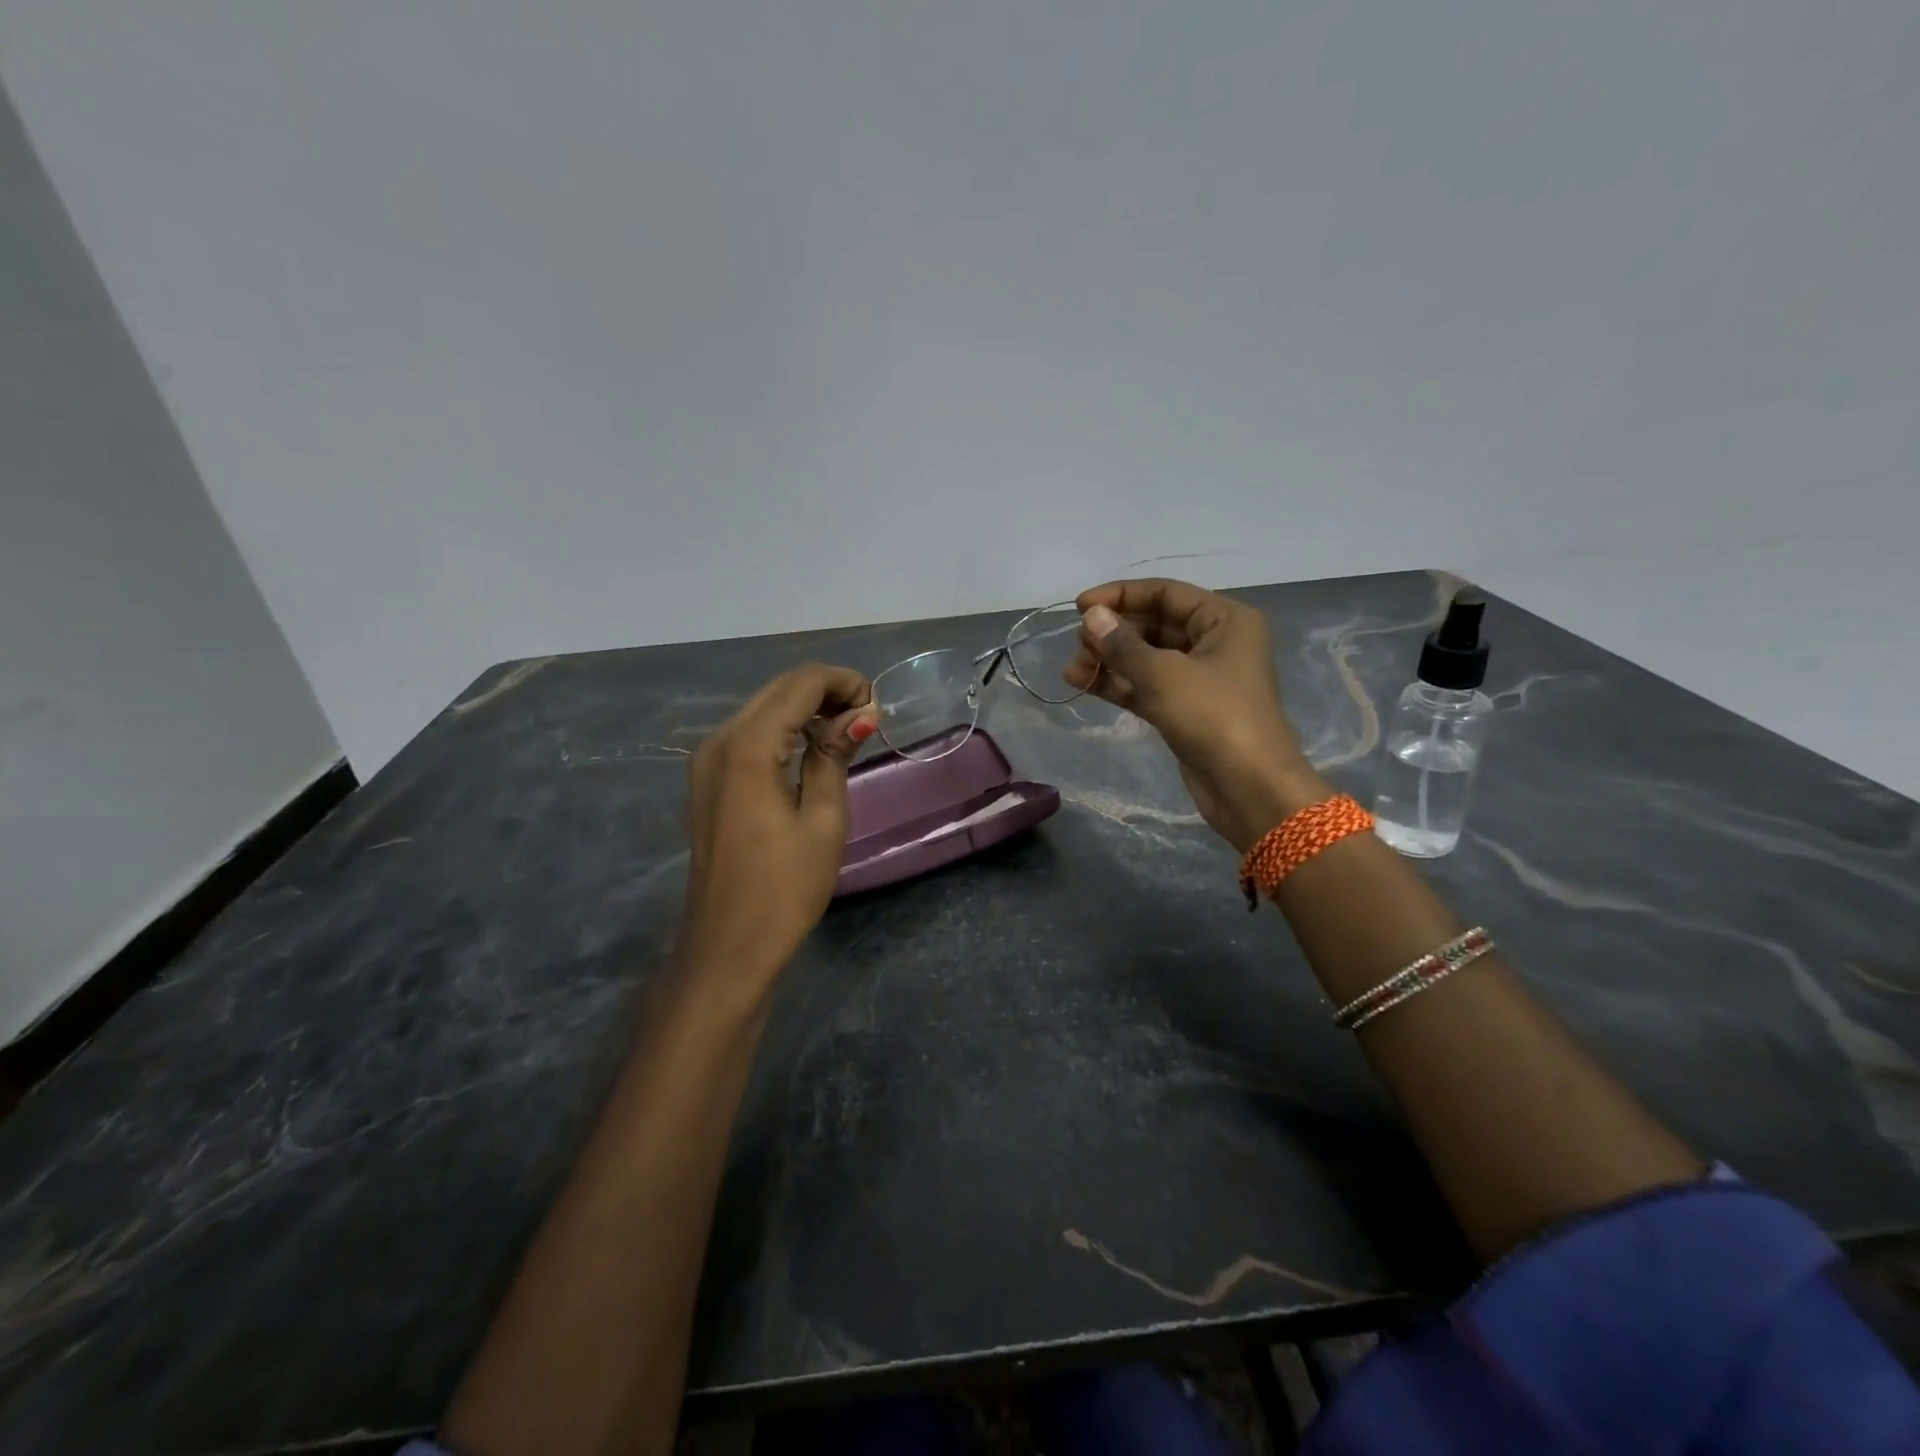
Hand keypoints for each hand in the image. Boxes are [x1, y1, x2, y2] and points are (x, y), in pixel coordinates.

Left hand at [682, 664, 878, 985]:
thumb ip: (835, 755)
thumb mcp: (823, 820)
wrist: (728, 946)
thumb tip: (861, 714)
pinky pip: (749, 735)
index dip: (843, 683)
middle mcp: (718, 741)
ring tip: (847, 734)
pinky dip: (783, 730)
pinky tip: (811, 750)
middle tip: (867, 719)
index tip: (877, 707)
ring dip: (805, 710)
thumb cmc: (784, 888)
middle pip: (778, 690)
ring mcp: (706, 760)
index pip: (800, 684)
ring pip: (763, 709)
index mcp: (748, 747)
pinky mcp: (706, 781)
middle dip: (825, 692)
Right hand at [1066, 579, 1328, 852]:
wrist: (1248, 787)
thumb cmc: (1213, 716)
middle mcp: (1215, 642)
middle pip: (1154, 625)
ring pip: (1146, 658)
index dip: (1121, 596)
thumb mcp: (1163, 674)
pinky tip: (1082, 683)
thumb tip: (1092, 616)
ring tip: (1072, 669)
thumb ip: (1122, 644)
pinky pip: (1146, 686)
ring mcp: (1200, 679)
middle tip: (1077, 644)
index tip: (1080, 607)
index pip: (1165, 593)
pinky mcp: (1185, 710)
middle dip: (1113, 633)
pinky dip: (1118, 684)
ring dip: (1109, 660)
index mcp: (1225, 619)